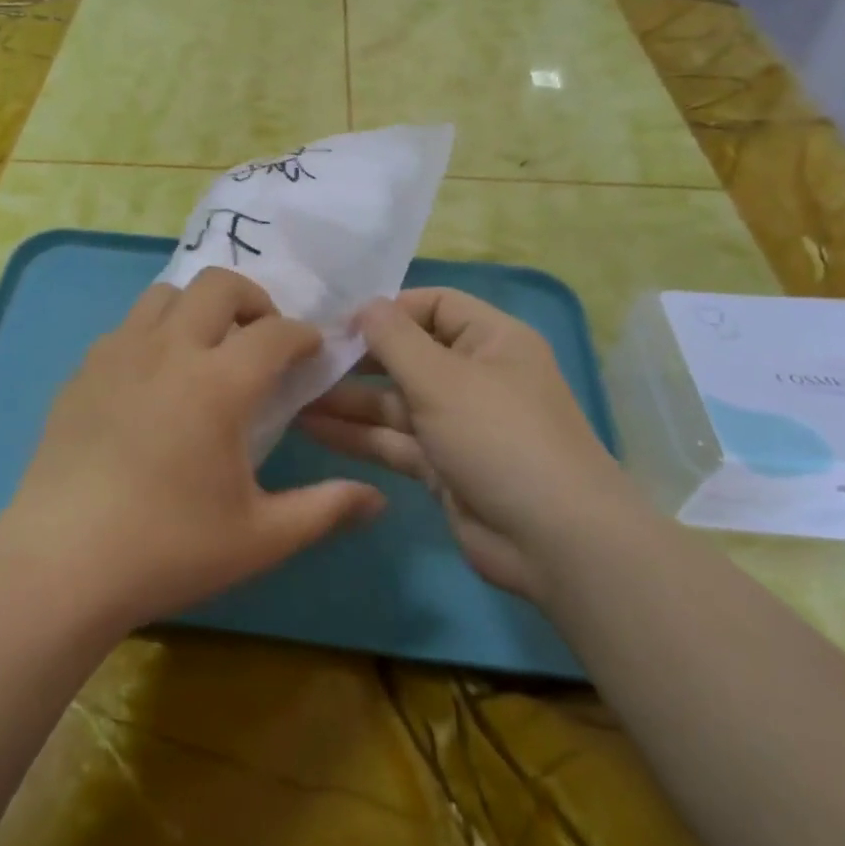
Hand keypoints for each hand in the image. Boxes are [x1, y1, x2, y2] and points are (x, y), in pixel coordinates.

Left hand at [0, 267, 384, 632]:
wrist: (61, 564)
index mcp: (218, 383)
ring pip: (165, 295)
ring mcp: (117, 356)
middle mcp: (168, 350)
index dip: (303, 335)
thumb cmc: (169, 549)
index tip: (312, 352)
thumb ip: (325, 509)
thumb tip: (376, 500)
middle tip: (262, 341)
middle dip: (253, 300)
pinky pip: (126, 328)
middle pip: (217, 285)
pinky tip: (155, 382)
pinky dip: (154, 334)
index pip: (275, 331)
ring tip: (208, 351)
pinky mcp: (81, 374)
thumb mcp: (260, 537)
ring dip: (198, 308)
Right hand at [298, 288, 643, 601]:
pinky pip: (393, 440)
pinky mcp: (441, 466)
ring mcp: (457, 424)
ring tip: (291, 396)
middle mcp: (474, 376)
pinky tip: (310, 427)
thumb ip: (395, 339)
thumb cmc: (500, 437)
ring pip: (393, 402)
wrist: (553, 540)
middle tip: (302, 362)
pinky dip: (356, 434)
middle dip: (356, 359)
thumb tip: (363, 305)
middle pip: (407, 355)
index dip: (386, 310)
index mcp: (490, 341)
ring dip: (347, 400)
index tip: (337, 325)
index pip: (433, 306)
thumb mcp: (443, 378)